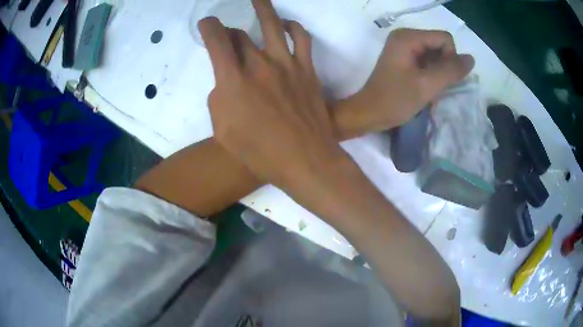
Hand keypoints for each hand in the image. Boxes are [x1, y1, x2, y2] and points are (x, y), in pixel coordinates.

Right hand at [199, 0, 348, 189]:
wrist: (304, 159)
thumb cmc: (260, 152)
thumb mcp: (223, 131)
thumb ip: (220, 99)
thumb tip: (226, 82)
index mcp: (233, 80)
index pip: (216, 40)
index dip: (208, 27)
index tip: (207, 24)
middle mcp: (258, 64)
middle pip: (240, 34)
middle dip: (229, 32)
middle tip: (227, 35)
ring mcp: (286, 63)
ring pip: (272, 24)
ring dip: (262, 8)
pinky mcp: (307, 69)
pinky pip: (301, 39)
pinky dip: (293, 27)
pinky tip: (287, 24)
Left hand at [335, 29, 474, 137]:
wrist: (370, 113)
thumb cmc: (395, 99)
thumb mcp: (427, 85)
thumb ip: (451, 70)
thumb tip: (471, 59)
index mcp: (408, 37)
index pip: (445, 39)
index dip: (450, 59)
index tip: (440, 78)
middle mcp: (405, 36)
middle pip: (440, 45)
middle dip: (444, 66)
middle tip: (433, 85)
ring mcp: (404, 47)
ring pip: (436, 54)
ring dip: (438, 72)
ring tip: (428, 88)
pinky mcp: (404, 58)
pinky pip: (427, 61)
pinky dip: (431, 74)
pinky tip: (425, 87)